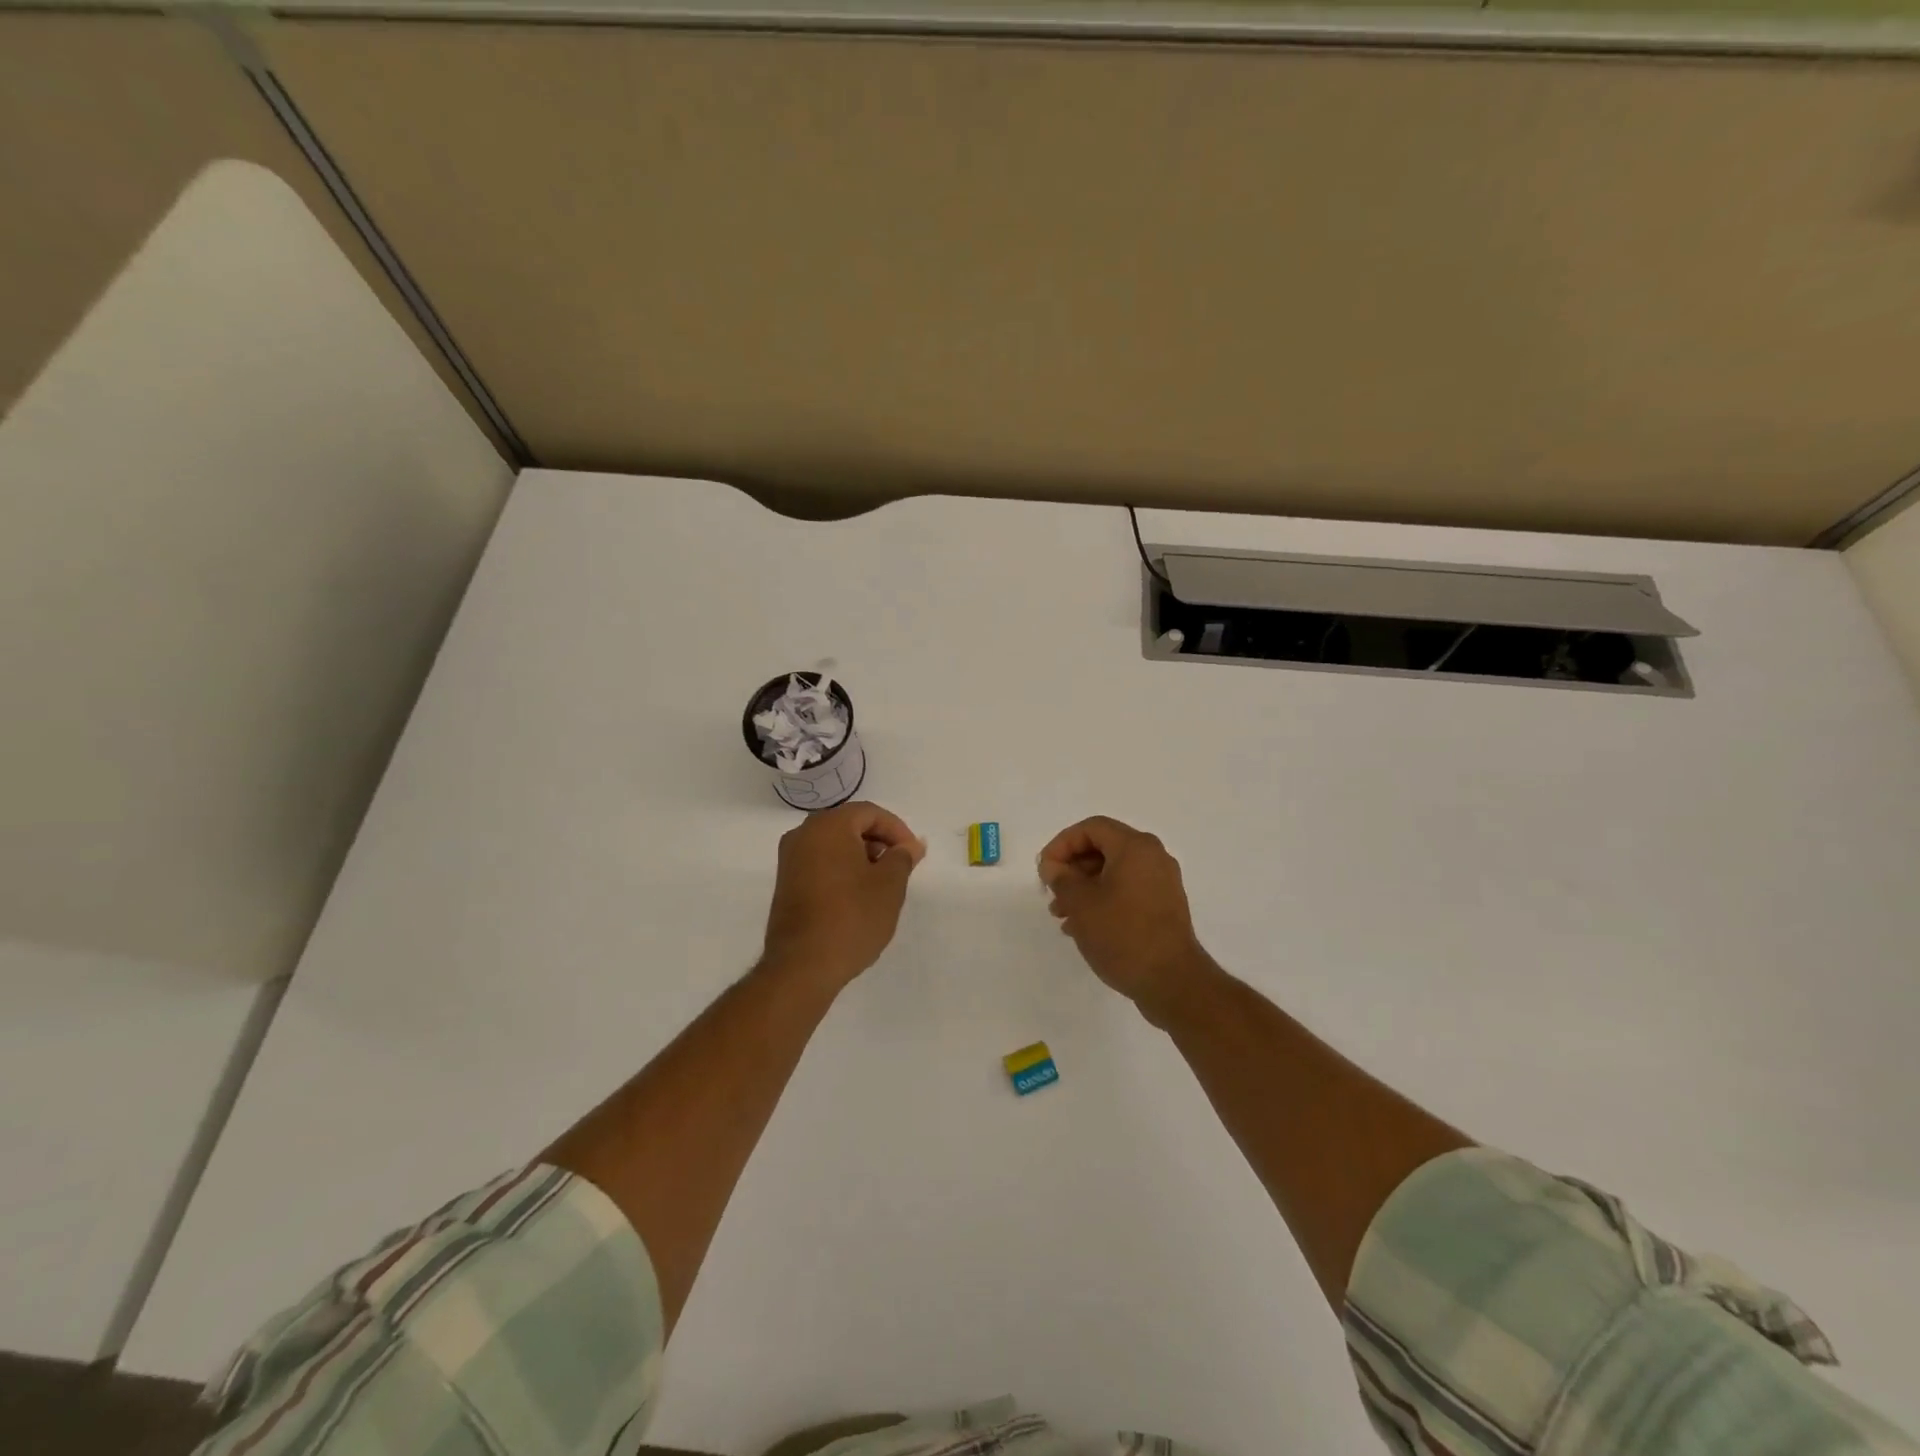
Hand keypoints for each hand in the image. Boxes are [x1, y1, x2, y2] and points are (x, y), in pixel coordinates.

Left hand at [762, 801, 925, 991]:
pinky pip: (819, 862)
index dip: (897, 829)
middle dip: (879, 841)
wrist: (802, 966)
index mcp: (828, 826)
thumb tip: (911, 845)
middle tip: (900, 867)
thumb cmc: (852, 917)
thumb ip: (902, 858)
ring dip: (861, 856)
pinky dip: (842, 869)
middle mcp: (803, 834)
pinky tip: (857, 896)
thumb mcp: (889, 885)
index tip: (913, 855)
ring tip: (882, 884)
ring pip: (833, 844)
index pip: (869, 813)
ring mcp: (790, 860)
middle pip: (849, 824)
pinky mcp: (786, 883)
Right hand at [1038, 816, 1217, 1023]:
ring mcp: (1162, 882)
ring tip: (1062, 915)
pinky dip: (1103, 899)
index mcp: (1135, 847)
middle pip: (1103, 848)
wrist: (1172, 981)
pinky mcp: (1164, 906)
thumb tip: (1053, 866)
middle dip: (1072, 868)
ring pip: (1114, 872)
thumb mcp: (1081, 904)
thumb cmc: (1122, 934)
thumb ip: (1061, 878)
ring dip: (1084, 887)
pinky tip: (1084, 926)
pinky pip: (1127, 890)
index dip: (1062, 844)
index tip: (1045, 870)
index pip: (1091, 828)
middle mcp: (1153, 857)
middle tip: (1052, 893)